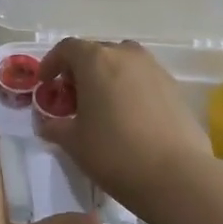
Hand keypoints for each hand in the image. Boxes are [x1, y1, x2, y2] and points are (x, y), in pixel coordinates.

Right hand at [36, 38, 213, 217]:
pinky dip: (130, 89)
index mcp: (96, 60)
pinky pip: (143, 79)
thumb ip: (54, 126)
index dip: (52, 63)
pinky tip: (128, 118)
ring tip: (102, 107)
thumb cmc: (114, 152)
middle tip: (73, 99)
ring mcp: (155, 69)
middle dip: (80, 71)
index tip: (46, 84)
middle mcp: (126, 55)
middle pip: (96, 53)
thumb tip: (46, 123)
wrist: (176, 175)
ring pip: (123, 64)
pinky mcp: (175, 88)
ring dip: (107, 77)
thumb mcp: (73, 142)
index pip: (67, 48)